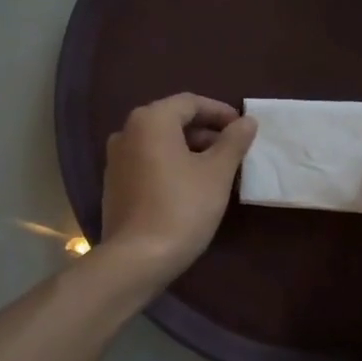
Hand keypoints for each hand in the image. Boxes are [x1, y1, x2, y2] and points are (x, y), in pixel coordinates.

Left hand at [99, 94, 256, 287]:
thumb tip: (247, 121)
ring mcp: (116, 159)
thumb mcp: (217, 172)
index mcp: (150, 120)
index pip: (190, 103)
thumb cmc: (182, 207)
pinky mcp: (114, 184)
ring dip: (190, 150)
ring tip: (217, 169)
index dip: (220, 112)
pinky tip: (191, 186)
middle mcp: (127, 132)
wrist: (137, 258)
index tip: (243, 128)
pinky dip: (171, 165)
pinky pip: (148, 162)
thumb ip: (233, 141)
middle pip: (173, 121)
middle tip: (234, 150)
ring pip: (160, 143)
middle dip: (206, 132)